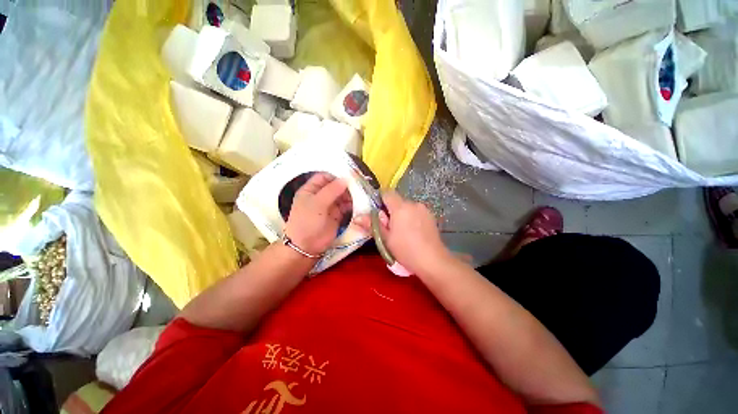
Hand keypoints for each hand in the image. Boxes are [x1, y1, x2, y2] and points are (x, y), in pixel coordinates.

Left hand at [285, 173, 352, 255]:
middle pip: (335, 186)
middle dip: (345, 185)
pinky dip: (351, 204)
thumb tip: (346, 179)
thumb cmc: (307, 221)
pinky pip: (345, 206)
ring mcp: (329, 206)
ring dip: (350, 195)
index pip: (324, 177)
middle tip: (358, 186)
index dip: (335, 175)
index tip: (349, 175)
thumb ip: (332, 190)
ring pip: (341, 195)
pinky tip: (357, 204)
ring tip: (359, 195)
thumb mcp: (317, 203)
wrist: (306, 246)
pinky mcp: (336, 215)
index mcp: (310, 190)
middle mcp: (320, 196)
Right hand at [355, 191, 451, 274]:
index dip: (380, 201)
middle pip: (397, 201)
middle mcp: (413, 204)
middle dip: (391, 211)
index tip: (378, 214)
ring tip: (402, 232)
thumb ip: (372, 224)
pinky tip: (413, 232)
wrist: (432, 260)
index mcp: (401, 207)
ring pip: (407, 207)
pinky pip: (416, 212)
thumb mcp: (386, 238)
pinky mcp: (431, 216)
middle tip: (389, 227)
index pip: (387, 193)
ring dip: (402, 214)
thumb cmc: (406, 249)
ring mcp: (424, 209)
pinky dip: (411, 217)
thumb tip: (356, 217)